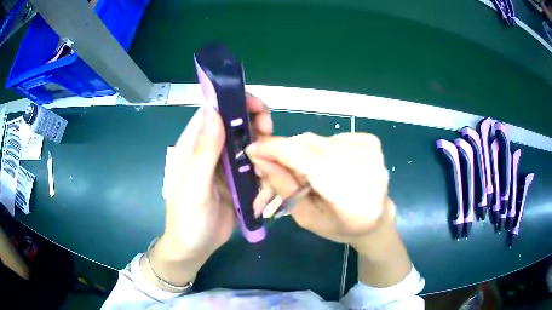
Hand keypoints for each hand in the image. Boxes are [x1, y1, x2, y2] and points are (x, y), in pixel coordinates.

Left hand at [146, 94, 271, 287]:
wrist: (194, 249)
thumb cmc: (187, 219)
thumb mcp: (194, 186)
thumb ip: (204, 150)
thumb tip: (213, 109)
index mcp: (194, 145)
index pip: (214, 111)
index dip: (235, 102)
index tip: (257, 106)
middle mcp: (211, 150)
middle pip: (235, 124)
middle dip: (255, 122)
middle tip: (269, 133)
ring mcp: (225, 166)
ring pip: (248, 143)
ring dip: (263, 146)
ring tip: (271, 160)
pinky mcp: (237, 181)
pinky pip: (255, 165)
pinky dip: (264, 166)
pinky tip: (268, 178)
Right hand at [246, 133, 392, 247]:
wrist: (377, 219)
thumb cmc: (341, 227)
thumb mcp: (307, 217)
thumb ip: (284, 187)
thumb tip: (261, 159)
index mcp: (348, 193)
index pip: (304, 157)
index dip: (274, 149)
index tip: (252, 150)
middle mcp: (363, 165)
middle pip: (309, 144)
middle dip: (285, 152)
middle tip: (271, 165)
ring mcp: (370, 150)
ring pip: (319, 139)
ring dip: (303, 152)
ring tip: (302, 172)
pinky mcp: (372, 142)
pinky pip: (334, 137)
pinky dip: (323, 149)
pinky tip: (328, 166)